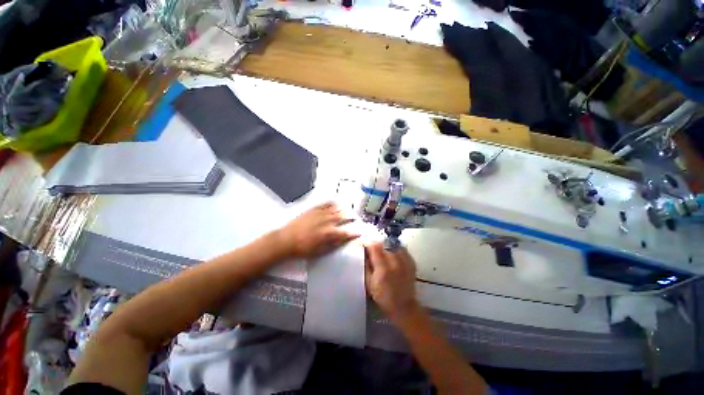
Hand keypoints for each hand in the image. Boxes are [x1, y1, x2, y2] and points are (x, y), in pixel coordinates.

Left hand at [277, 202, 358, 259]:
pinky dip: (334, 203)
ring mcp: (321, 213)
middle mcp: (328, 221)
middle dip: (352, 218)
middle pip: (345, 217)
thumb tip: (346, 239)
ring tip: (348, 211)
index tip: (360, 232)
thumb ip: (335, 244)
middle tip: (355, 219)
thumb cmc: (304, 249)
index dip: (355, 232)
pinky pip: (327, 203)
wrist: (287, 239)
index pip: (347, 232)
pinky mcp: (315, 209)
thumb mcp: (320, 251)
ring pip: (338, 209)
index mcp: (330, 233)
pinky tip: (336, 203)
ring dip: (345, 210)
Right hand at [365, 243, 419, 321]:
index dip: (368, 243)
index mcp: (383, 269)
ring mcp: (405, 262)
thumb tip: (364, 252)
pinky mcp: (412, 262)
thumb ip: (366, 266)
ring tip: (383, 249)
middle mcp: (395, 263)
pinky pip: (402, 248)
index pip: (375, 247)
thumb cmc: (383, 296)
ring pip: (394, 244)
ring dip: (387, 244)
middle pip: (385, 243)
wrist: (403, 306)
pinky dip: (396, 248)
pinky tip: (392, 253)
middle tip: (372, 247)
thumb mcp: (369, 283)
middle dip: (377, 243)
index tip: (364, 243)